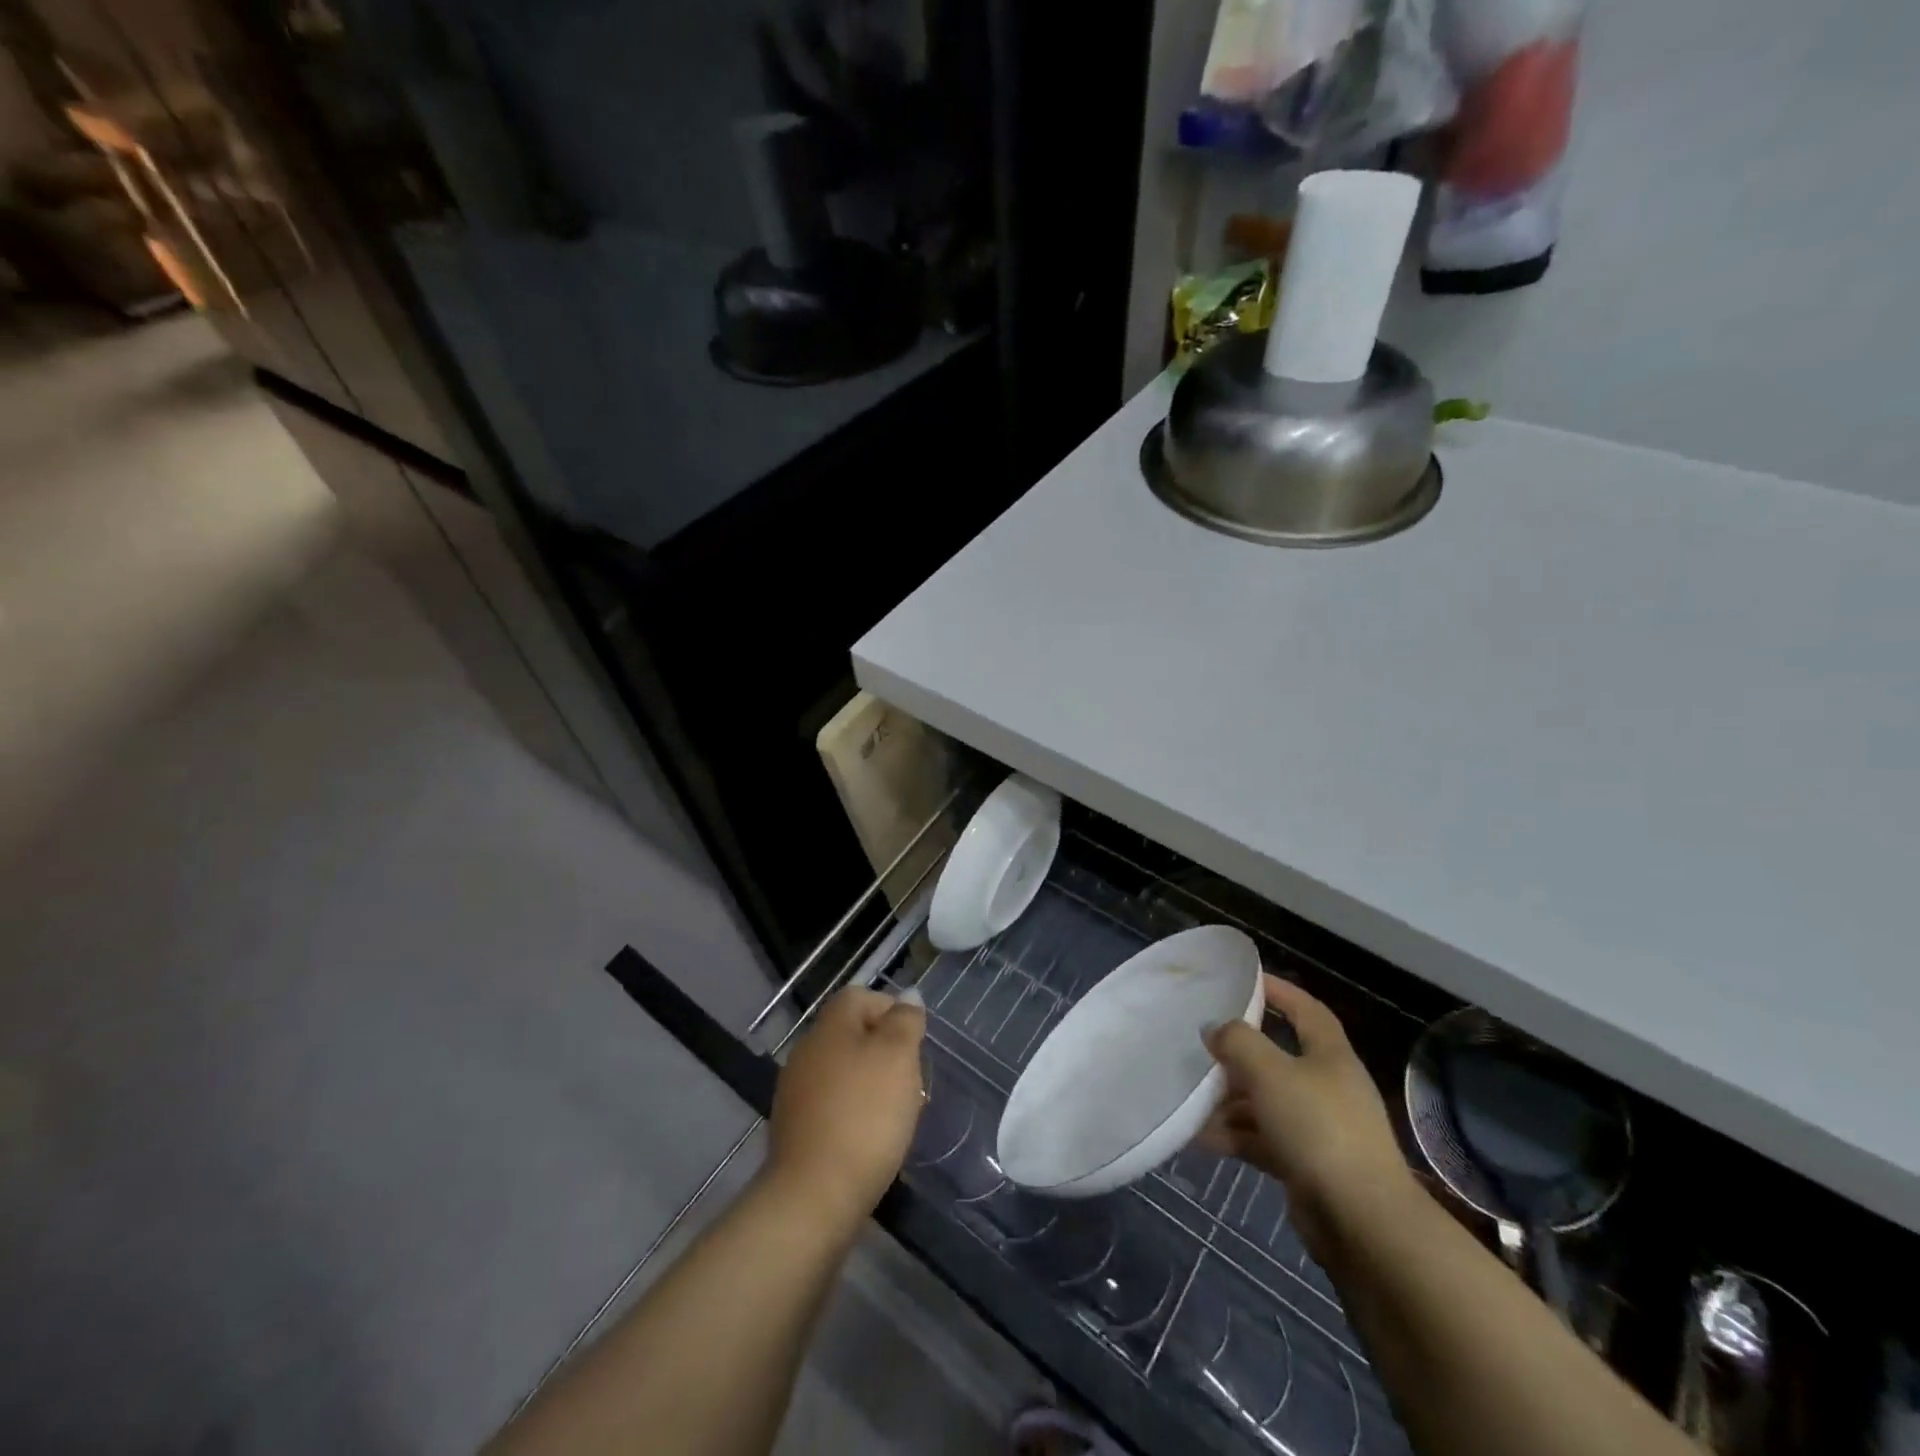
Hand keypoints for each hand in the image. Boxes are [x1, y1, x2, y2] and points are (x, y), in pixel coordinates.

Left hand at [765, 986, 926, 1232]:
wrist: (814, 1197)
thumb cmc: (864, 1115)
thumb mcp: (898, 1057)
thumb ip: (905, 1022)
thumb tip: (908, 996)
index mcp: (830, 1026)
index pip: (861, 996)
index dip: (891, 1010)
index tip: (915, 1042)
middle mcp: (807, 1050)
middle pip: (852, 1033)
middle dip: (885, 1051)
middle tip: (911, 1079)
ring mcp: (796, 1091)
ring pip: (843, 1070)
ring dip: (871, 1084)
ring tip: (896, 1113)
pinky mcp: (796, 1129)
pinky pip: (832, 1105)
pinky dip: (854, 1113)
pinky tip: (870, 1138)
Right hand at [1199, 975, 1414, 1263]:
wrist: (1362, 1222)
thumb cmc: (1318, 1129)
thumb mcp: (1270, 1073)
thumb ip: (1238, 1042)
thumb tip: (1215, 1029)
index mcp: (1330, 1057)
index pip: (1307, 1011)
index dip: (1280, 991)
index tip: (1246, 980)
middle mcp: (1328, 1088)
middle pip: (1279, 1058)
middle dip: (1240, 1053)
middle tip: (1203, 1046)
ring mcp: (1319, 1129)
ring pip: (1267, 1101)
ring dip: (1231, 1100)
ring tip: (1192, 1098)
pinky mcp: (1308, 1165)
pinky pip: (1263, 1138)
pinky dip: (1235, 1135)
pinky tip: (1201, 1138)